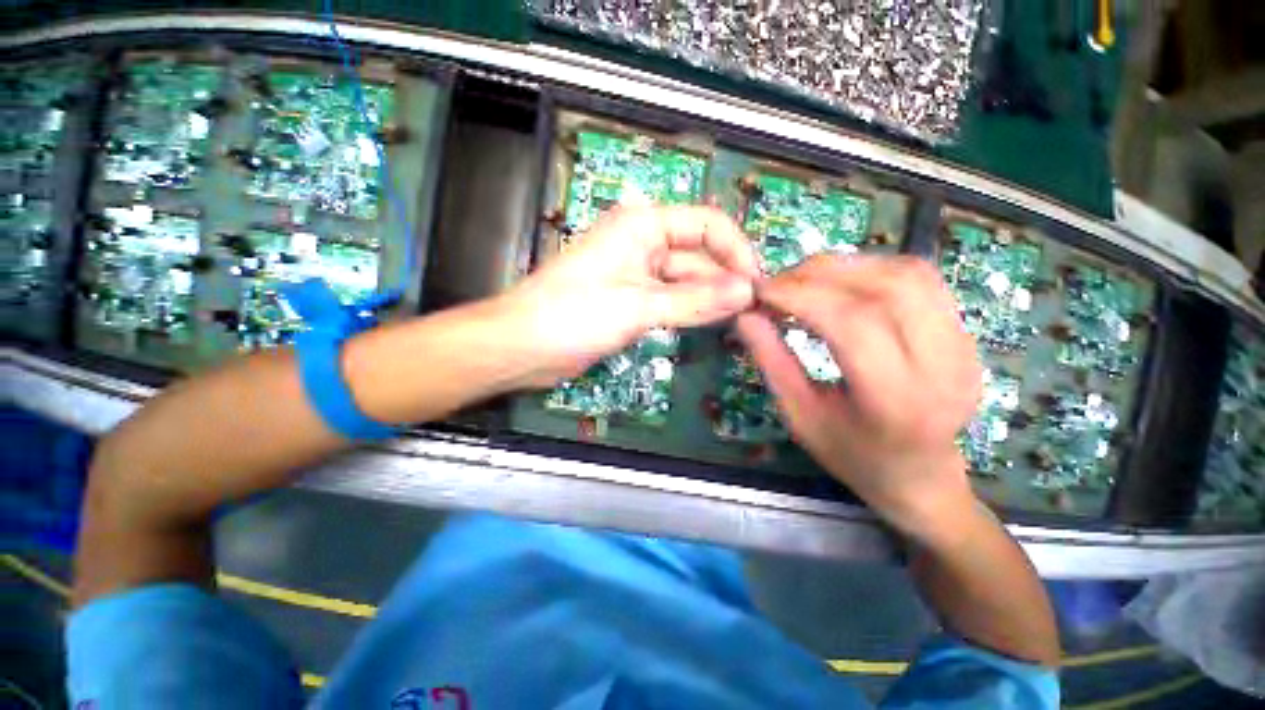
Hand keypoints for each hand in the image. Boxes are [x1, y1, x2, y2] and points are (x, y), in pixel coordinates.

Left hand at [499, 205, 758, 386]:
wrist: (523, 346)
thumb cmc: (574, 315)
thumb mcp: (638, 306)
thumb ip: (694, 300)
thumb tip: (747, 291)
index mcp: (643, 225)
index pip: (707, 225)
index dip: (736, 251)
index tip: (756, 285)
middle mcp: (644, 243)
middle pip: (699, 256)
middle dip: (726, 280)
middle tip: (755, 312)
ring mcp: (638, 275)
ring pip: (686, 281)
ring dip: (711, 299)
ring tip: (741, 321)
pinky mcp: (632, 301)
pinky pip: (671, 300)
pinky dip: (691, 311)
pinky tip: (711, 323)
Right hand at [736, 255, 983, 538]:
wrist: (920, 476)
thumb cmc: (852, 455)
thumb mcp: (799, 415)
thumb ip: (771, 361)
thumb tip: (744, 315)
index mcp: (896, 402)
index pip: (852, 324)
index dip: (801, 296)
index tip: (762, 292)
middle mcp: (943, 368)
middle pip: (885, 290)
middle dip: (820, 276)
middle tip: (778, 284)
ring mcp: (964, 346)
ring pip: (907, 275)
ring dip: (847, 267)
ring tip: (805, 281)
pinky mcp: (966, 333)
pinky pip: (921, 280)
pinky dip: (872, 270)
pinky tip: (842, 284)